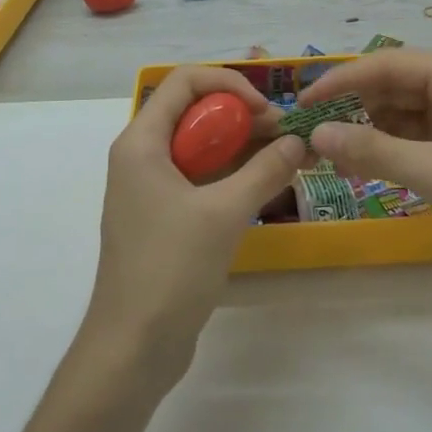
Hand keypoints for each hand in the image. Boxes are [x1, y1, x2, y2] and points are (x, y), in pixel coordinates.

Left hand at [87, 66, 305, 385]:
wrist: (132, 348)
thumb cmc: (170, 269)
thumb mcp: (223, 214)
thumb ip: (264, 171)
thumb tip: (298, 141)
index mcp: (141, 142)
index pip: (184, 82)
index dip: (228, 83)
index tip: (265, 109)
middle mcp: (143, 156)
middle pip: (195, 113)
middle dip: (242, 117)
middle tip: (286, 135)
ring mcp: (152, 189)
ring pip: (201, 148)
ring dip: (242, 147)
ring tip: (288, 156)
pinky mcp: (165, 217)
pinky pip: (201, 179)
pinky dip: (233, 175)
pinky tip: (269, 184)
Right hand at [303, 51, 431, 307]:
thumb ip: (373, 150)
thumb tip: (318, 134)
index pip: (391, 64)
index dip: (344, 79)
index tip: (305, 102)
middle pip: (398, 86)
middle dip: (356, 105)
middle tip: (314, 129)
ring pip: (406, 114)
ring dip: (371, 129)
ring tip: (332, 150)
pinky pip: (420, 140)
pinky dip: (392, 150)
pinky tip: (364, 165)